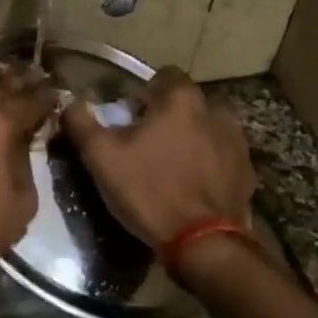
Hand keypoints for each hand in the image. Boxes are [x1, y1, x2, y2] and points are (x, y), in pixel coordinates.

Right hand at [60, 67, 255, 246]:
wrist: (203, 242)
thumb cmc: (149, 191)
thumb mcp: (101, 157)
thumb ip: (81, 122)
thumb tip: (71, 103)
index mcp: (182, 100)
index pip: (165, 75)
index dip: (146, 93)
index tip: (131, 118)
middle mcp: (217, 111)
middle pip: (189, 102)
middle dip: (171, 115)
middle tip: (149, 144)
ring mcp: (237, 142)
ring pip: (209, 128)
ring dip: (193, 137)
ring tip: (173, 165)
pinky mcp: (247, 171)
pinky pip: (223, 156)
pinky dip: (210, 164)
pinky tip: (193, 186)